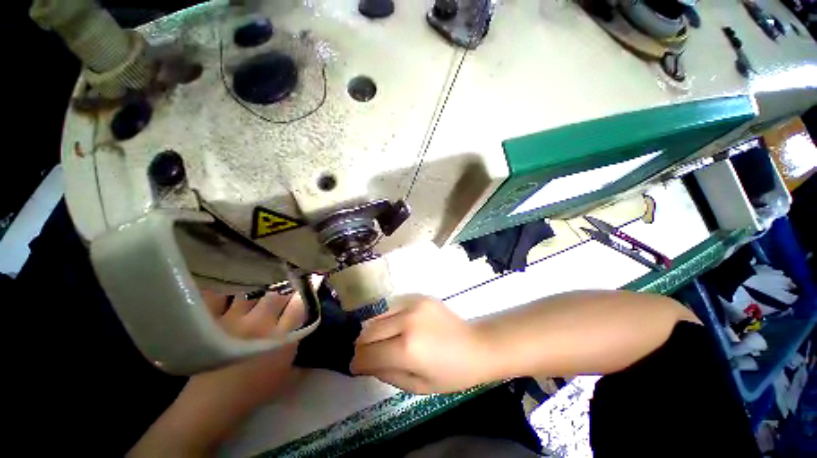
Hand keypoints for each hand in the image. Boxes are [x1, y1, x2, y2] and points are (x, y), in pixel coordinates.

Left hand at [129, 290, 306, 456]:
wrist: (212, 405)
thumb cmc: (254, 392)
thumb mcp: (286, 374)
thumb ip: (297, 349)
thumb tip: (304, 332)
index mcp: (281, 337)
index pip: (299, 305)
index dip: (303, 296)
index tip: (304, 292)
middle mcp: (261, 324)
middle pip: (276, 295)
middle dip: (281, 296)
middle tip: (278, 303)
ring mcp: (234, 321)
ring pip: (251, 295)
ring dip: (255, 299)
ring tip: (252, 306)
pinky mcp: (213, 323)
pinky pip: (221, 299)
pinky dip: (225, 299)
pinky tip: (227, 304)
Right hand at [351, 295, 492, 393]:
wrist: (476, 345)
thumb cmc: (452, 374)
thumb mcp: (417, 386)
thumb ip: (386, 374)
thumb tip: (364, 364)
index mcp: (406, 348)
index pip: (368, 354)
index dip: (357, 363)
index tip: (356, 368)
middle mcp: (406, 321)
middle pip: (368, 331)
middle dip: (362, 346)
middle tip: (367, 355)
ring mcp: (412, 304)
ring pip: (378, 316)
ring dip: (373, 331)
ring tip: (381, 341)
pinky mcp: (418, 297)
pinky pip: (393, 307)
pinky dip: (388, 319)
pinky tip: (397, 328)